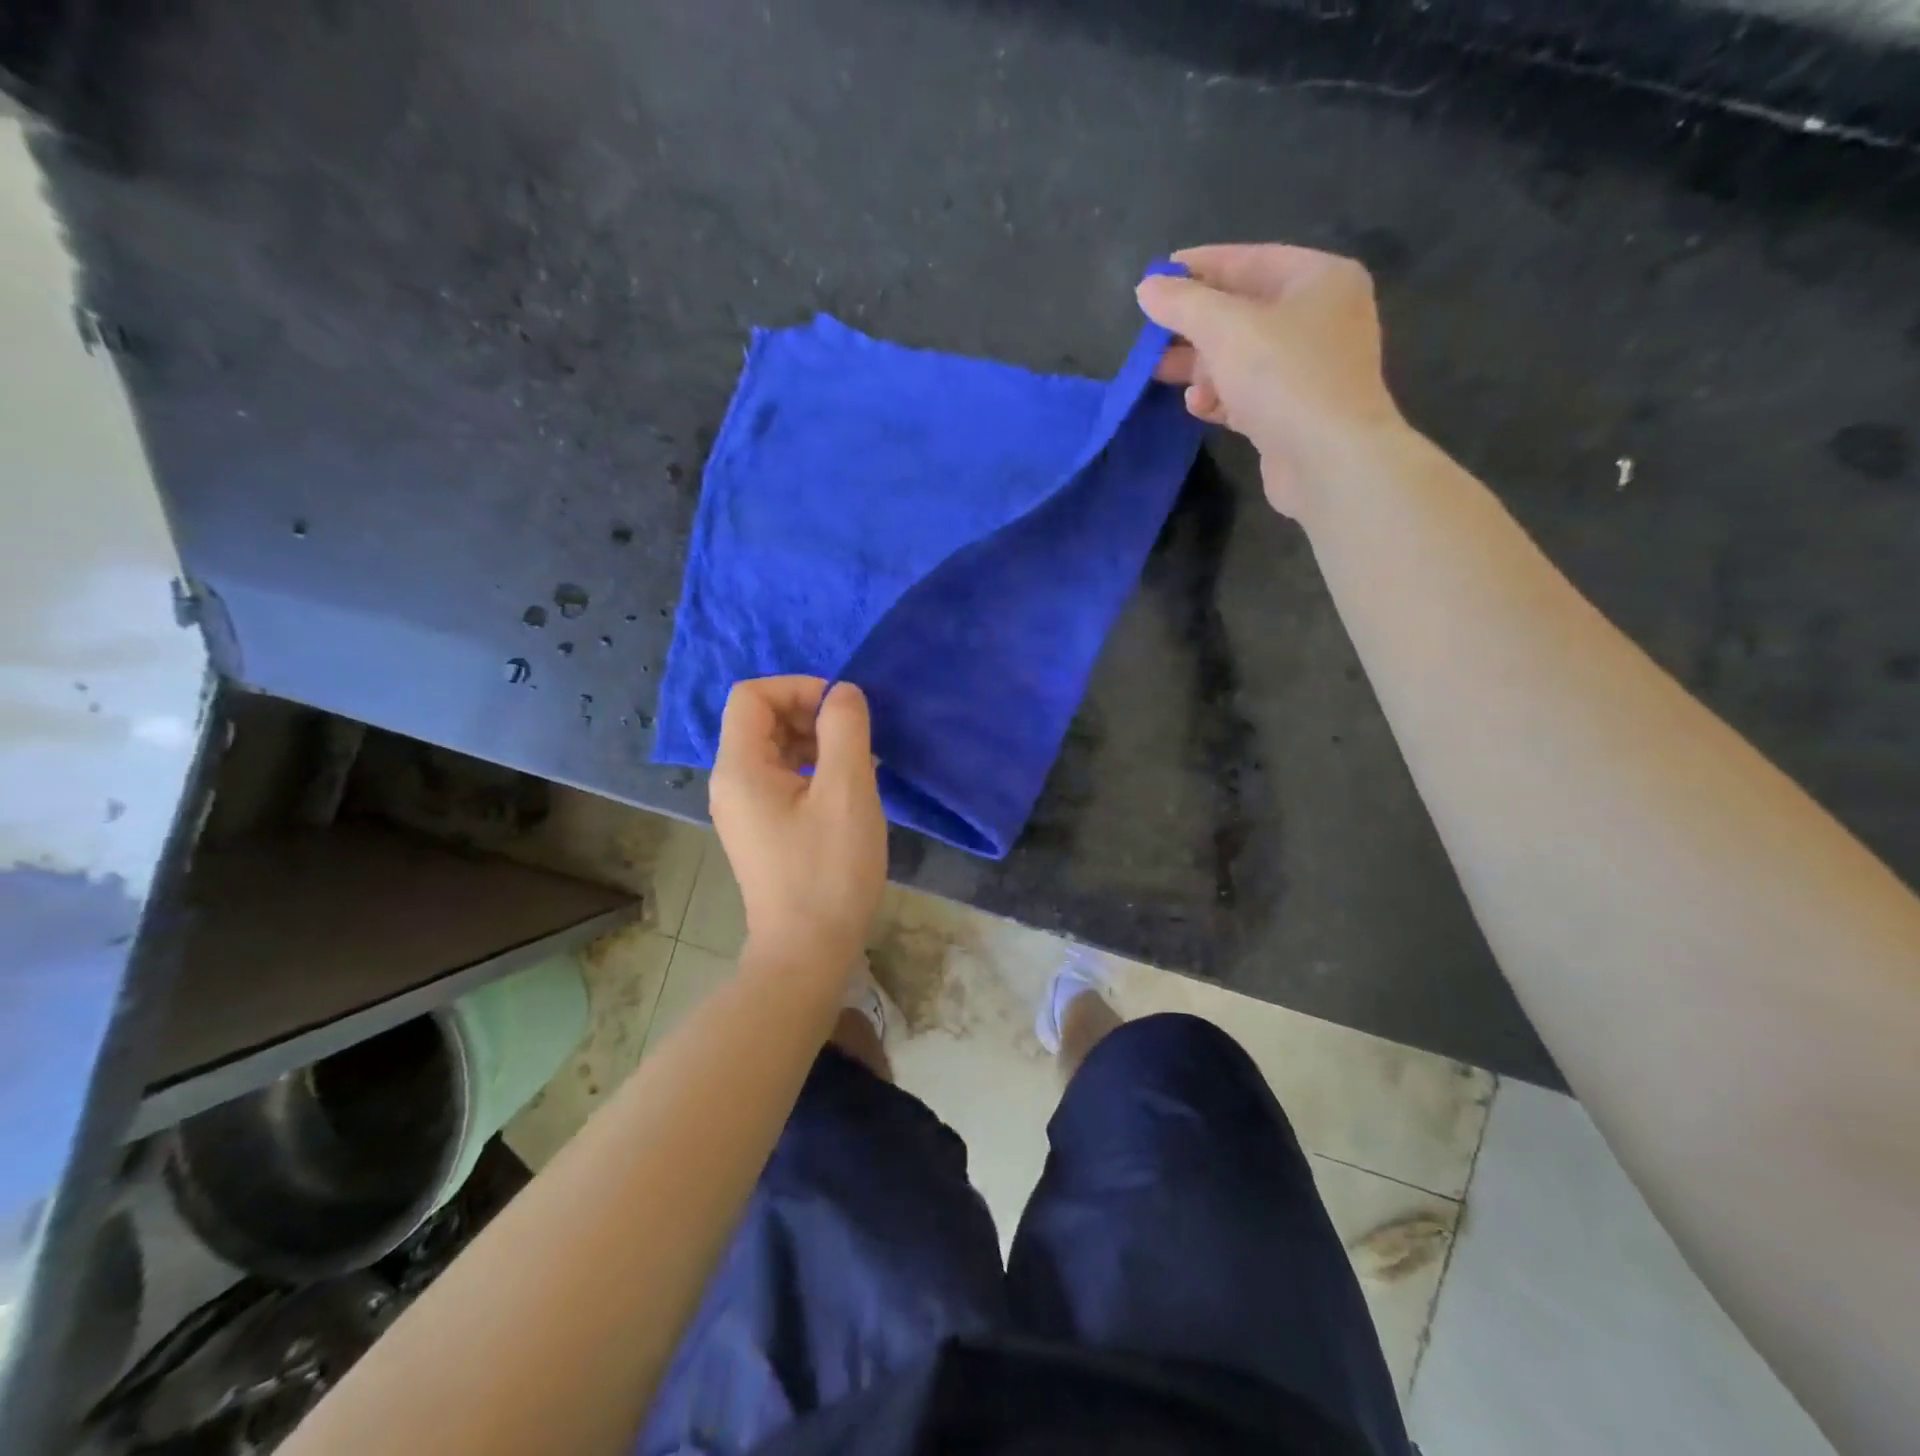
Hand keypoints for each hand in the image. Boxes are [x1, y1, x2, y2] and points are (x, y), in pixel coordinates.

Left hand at [709, 676, 886, 983]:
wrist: (808, 952)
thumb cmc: (828, 870)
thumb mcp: (846, 791)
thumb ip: (845, 729)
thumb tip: (843, 693)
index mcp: (739, 768)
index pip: (752, 695)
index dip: (798, 687)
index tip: (842, 710)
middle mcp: (731, 783)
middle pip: (762, 720)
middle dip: (810, 715)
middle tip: (856, 740)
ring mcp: (743, 809)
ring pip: (775, 750)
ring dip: (816, 743)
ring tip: (858, 766)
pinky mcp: (761, 830)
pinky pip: (782, 779)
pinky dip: (813, 771)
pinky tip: (846, 792)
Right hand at [1138, 244, 1410, 517]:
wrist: (1328, 461)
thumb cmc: (1283, 378)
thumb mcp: (1226, 329)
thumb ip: (1183, 304)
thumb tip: (1147, 287)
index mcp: (1319, 279)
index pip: (1249, 260)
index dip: (1198, 268)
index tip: (1154, 278)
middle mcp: (1319, 318)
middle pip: (1242, 312)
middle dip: (1193, 327)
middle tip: (1149, 337)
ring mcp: (1308, 369)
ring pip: (1241, 357)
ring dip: (1201, 367)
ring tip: (1161, 374)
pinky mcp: (1293, 413)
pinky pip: (1247, 394)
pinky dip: (1220, 397)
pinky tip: (1198, 406)